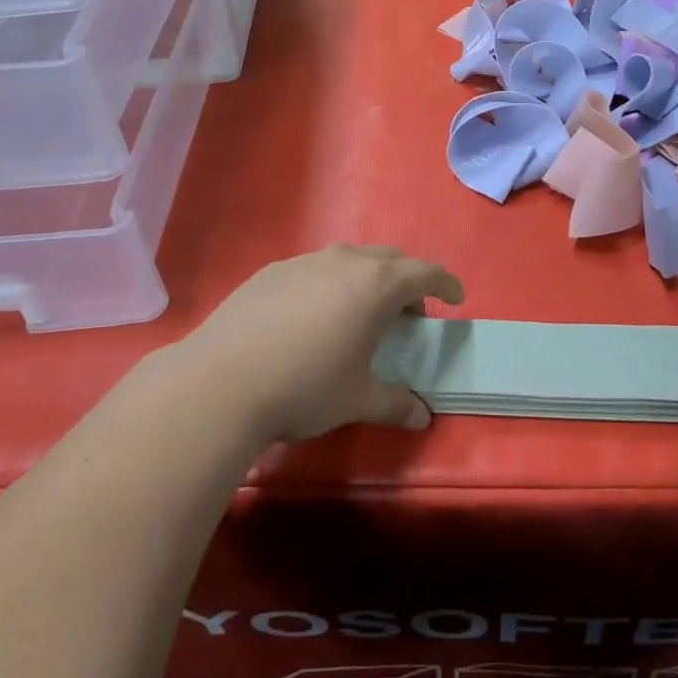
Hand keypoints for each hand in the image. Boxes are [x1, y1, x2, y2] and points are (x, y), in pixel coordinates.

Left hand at [190, 245, 464, 443]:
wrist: (223, 380)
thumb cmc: (306, 387)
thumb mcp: (357, 400)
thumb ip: (395, 403)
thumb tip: (422, 417)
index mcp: (377, 285)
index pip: (426, 272)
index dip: (446, 283)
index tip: (455, 298)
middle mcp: (345, 261)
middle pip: (389, 259)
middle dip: (405, 281)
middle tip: (406, 314)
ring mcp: (305, 262)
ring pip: (348, 260)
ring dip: (365, 279)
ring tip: (357, 314)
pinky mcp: (271, 271)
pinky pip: (313, 269)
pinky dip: (327, 284)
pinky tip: (309, 318)